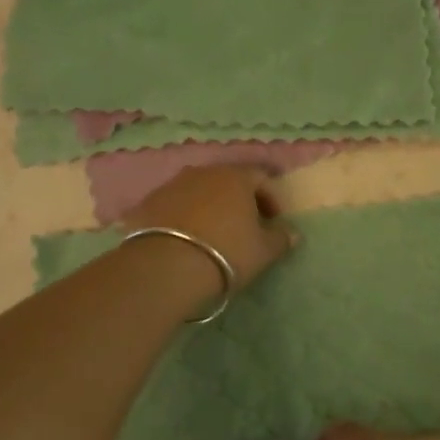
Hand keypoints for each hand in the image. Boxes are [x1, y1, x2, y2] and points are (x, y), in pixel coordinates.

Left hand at [123, 166, 296, 291]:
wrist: (166, 266)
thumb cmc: (226, 253)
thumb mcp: (263, 251)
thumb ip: (281, 239)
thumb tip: (292, 232)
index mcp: (235, 177)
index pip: (260, 177)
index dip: (270, 197)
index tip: (273, 221)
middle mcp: (203, 172)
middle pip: (227, 180)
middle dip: (238, 200)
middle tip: (244, 226)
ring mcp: (171, 185)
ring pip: (198, 191)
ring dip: (208, 207)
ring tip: (212, 234)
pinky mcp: (147, 203)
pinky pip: (173, 205)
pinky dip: (182, 217)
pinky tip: (184, 240)